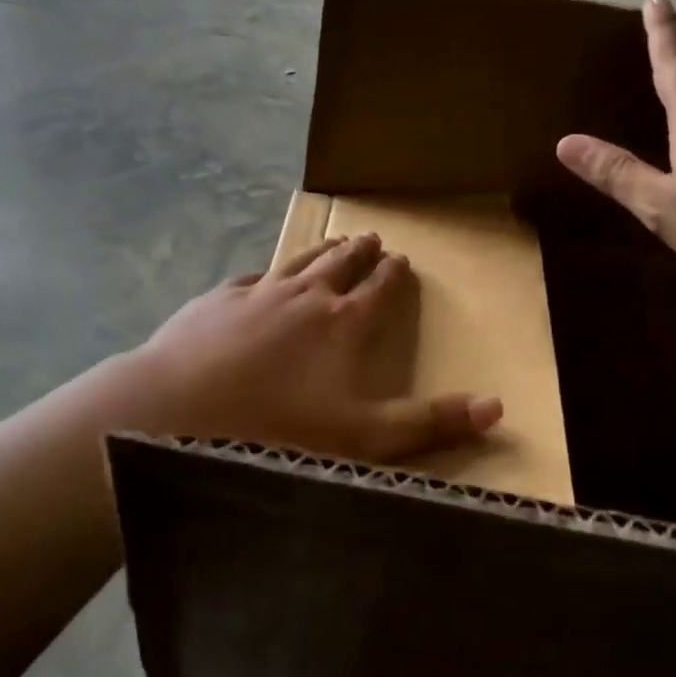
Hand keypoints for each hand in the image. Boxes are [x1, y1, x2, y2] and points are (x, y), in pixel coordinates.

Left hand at [127, 234, 502, 462]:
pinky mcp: (217, 301)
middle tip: (373, 238)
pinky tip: (262, 276)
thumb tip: (497, 406)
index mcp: (343, 323)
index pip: (378, 289)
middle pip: (340, 264)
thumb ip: (430, 423)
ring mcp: (257, 293)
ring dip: (321, 251)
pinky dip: (266, 275)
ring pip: (299, 262)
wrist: (178, 410)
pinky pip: (251, 279)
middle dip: (360, 252)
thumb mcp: (363, 438)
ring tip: (334, 240)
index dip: (393, 274)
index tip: (402, 260)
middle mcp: (305, 296)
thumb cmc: (277, 429)